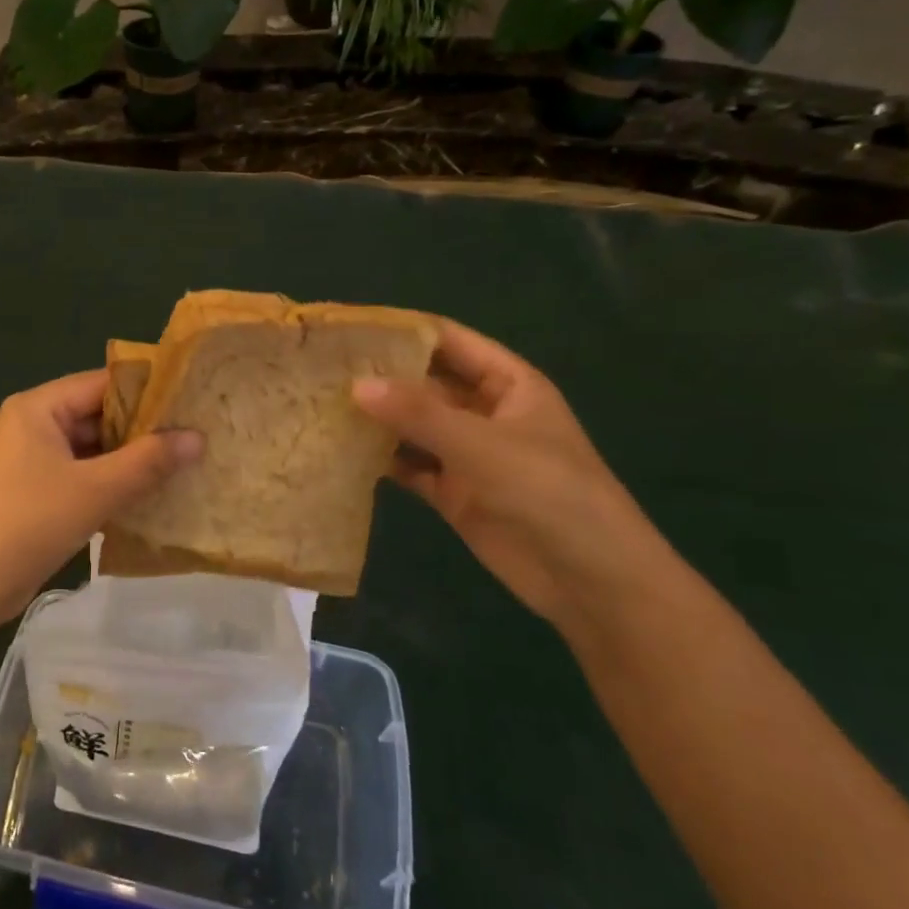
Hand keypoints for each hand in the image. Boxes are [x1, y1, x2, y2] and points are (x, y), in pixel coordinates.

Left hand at [0, 370, 203, 625]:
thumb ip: (148, 461)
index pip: (102, 383)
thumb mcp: (95, 489)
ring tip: (184, 462)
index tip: (192, 400)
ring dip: (130, 459)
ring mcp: (32, 460)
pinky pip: (82, 475)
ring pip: (92, 449)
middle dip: (143, 429)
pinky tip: (150, 494)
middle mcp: (33, 424)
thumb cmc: (30, 522)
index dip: (148, 390)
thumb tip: (198, 437)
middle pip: (97, 415)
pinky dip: (112, 482)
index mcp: (38, 407)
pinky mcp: (36, 492)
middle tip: (197, 433)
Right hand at [352, 320, 661, 626]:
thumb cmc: (548, 492)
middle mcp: (483, 412)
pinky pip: (409, 465)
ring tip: (319, 405)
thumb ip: (418, 414)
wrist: (588, 579)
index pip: (448, 342)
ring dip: (375, 419)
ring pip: (412, 425)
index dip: (403, 332)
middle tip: (321, 369)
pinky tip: (340, 452)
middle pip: (424, 383)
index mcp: (507, 383)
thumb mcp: (482, 445)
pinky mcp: (451, 491)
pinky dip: (380, 460)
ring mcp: (467, 453)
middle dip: (379, 376)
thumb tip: (355, 384)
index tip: (350, 329)